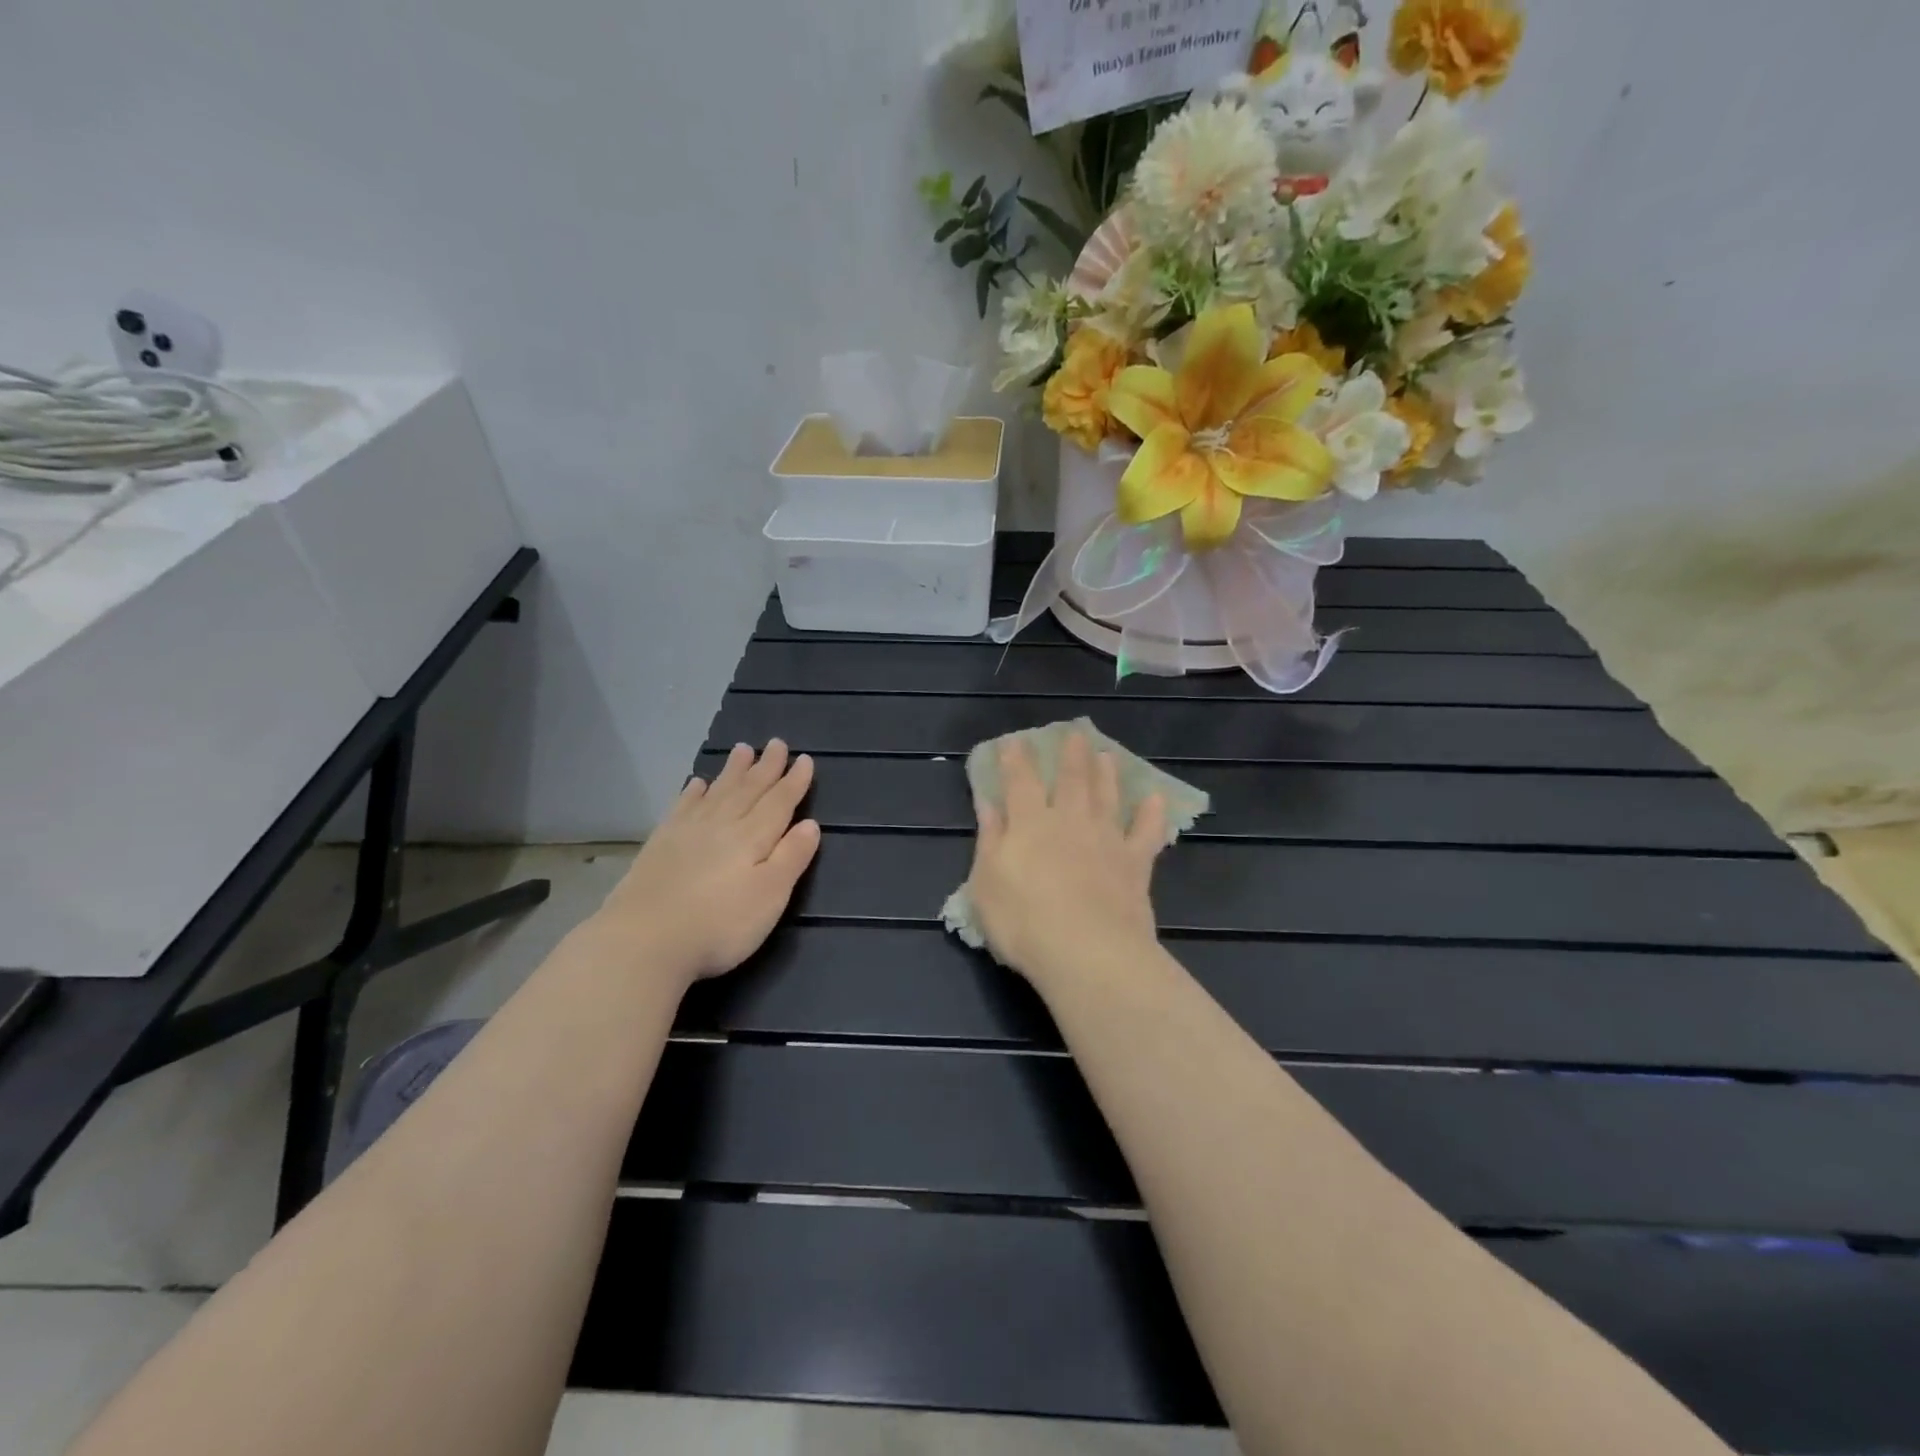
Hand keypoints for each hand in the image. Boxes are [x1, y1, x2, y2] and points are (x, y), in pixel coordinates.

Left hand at [591, 741, 819, 986]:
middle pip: (749, 790)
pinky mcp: (661, 844)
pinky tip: (697, 783)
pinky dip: (693, 792)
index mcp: (753, 837)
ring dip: (733, 771)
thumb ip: (791, 857)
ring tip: (742, 749)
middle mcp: (722, 825)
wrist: (644, 939)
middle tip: (775, 743)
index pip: (779, 802)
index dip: (794, 782)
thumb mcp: (770, 896)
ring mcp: (688, 832)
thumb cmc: (719, 924)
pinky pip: (682, 807)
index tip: (804, 759)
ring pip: (717, 792)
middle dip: (766, 767)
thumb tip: (810, 823)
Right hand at [965, 732, 1166, 988]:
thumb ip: (990, 838)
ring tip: (1107, 756)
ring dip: (1106, 774)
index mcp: (1029, 823)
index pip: (1020, 781)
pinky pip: (1146, 832)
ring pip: (1107, 796)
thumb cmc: (1023, 922)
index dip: (1016, 760)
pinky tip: (1155, 800)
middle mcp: (1069, 821)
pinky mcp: (1135, 863)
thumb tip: (987, 803)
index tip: (1015, 742)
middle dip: (1071, 755)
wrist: (1086, 952)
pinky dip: (1151, 815)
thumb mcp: (986, 883)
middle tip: (1075, 734)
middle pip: (1071, 779)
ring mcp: (1106, 840)